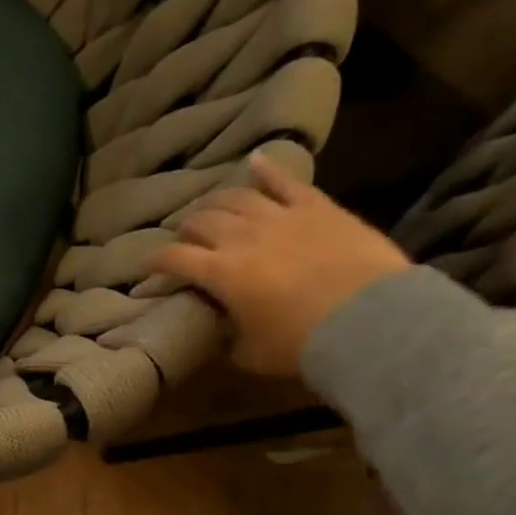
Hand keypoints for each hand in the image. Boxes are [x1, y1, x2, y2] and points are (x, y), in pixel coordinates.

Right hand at [147, 152, 410, 376]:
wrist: (370, 320)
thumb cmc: (301, 344)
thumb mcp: (249, 354)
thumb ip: (227, 338)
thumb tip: (220, 331)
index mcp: (220, 273)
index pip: (174, 258)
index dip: (154, 262)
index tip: (144, 268)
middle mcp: (242, 237)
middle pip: (201, 221)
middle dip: (185, 230)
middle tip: (183, 240)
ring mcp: (280, 217)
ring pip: (235, 197)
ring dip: (216, 201)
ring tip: (210, 208)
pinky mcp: (317, 208)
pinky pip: (287, 181)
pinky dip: (268, 169)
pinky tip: (255, 160)